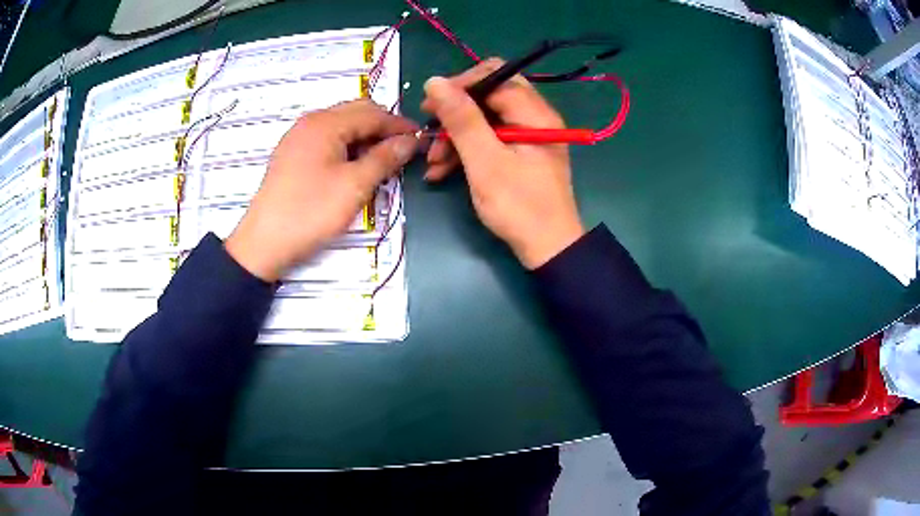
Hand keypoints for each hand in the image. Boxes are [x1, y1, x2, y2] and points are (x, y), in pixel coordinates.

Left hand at [225, 100, 417, 281]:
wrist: (264, 243)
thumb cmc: (310, 212)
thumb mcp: (354, 186)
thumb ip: (385, 158)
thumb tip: (409, 141)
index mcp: (325, 123)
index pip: (372, 113)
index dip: (399, 125)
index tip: (421, 139)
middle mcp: (310, 122)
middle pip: (356, 113)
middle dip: (382, 128)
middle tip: (402, 151)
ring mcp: (298, 138)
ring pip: (341, 127)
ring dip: (365, 138)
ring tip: (381, 162)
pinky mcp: (293, 155)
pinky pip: (327, 140)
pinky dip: (347, 147)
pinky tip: (355, 167)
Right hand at [421, 59, 583, 268]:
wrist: (547, 249)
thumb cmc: (518, 206)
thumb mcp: (485, 161)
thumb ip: (461, 119)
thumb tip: (435, 81)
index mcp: (534, 113)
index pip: (494, 76)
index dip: (460, 85)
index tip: (430, 105)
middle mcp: (534, 117)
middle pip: (488, 96)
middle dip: (455, 112)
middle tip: (430, 129)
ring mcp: (528, 136)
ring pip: (485, 119)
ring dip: (456, 136)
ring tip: (432, 162)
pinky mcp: (520, 153)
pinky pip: (490, 140)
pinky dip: (466, 151)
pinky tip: (442, 171)